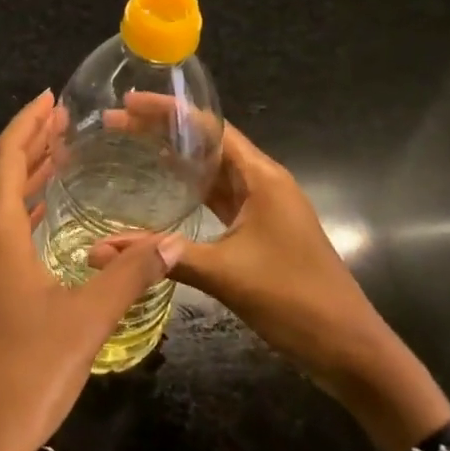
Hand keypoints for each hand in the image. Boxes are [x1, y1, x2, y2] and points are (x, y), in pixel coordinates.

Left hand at [0, 91, 183, 450]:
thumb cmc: (26, 373)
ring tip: (62, 156)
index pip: (8, 157)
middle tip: (65, 121)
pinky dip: (23, 211)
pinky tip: (46, 218)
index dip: (28, 123)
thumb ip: (130, 275)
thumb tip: (171, 240)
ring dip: (28, 177)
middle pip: (2, 175)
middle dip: (32, 143)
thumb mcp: (87, 320)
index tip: (51, 98)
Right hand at [89, 120, 449, 450]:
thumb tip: (99, 250)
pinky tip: (164, 185)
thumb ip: (162, 256)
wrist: (350, 349)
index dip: (169, 110)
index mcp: (262, 177)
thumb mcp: (224, 274)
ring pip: (212, 167)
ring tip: (131, 142)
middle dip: (164, 128)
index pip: (209, 127)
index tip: (130, 101)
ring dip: (175, 154)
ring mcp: (264, 205)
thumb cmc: (294, 300)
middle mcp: (263, 181)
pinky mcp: (260, 228)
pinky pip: (219, 194)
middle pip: (208, 141)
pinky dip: (190, 185)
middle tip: (117, 120)